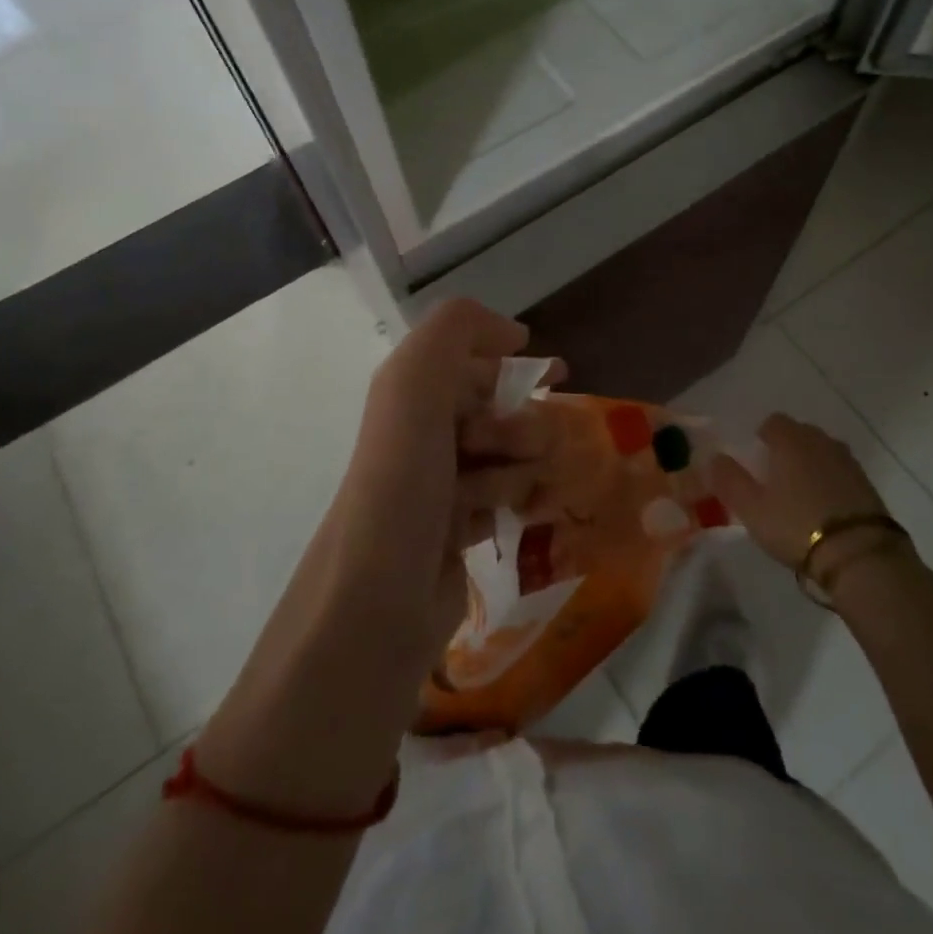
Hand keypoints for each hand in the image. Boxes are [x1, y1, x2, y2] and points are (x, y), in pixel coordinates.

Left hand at [326, 299, 561, 674]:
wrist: (375, 605)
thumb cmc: (402, 484)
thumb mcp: (415, 384)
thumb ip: (455, 328)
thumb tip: (512, 334)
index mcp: (409, 393)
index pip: (472, 358)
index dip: (514, 360)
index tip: (557, 373)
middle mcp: (422, 433)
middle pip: (498, 407)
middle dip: (518, 421)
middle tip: (515, 447)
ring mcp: (438, 484)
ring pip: (508, 454)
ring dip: (518, 466)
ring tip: (497, 494)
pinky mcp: (455, 531)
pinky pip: (505, 497)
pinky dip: (516, 499)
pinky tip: (518, 514)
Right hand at [711, 413, 902, 586]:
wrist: (860, 555)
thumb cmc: (796, 525)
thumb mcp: (751, 508)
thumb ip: (729, 480)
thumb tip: (714, 458)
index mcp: (791, 440)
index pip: (773, 422)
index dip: (762, 437)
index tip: (756, 459)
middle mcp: (821, 442)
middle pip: (800, 434)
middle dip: (787, 448)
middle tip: (775, 478)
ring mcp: (848, 462)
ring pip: (822, 452)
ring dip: (811, 464)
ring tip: (799, 493)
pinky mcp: (868, 485)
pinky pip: (841, 472)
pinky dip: (830, 481)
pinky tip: (824, 507)